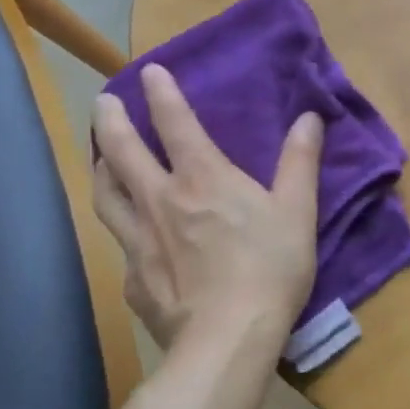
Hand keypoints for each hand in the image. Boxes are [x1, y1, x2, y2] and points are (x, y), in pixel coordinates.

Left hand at [91, 64, 322, 349]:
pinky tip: (129, 235)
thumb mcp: (298, 210)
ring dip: (102, 168)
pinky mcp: (133, 279)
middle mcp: (160, 200)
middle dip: (110, 121)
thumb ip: (300, 161)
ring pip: (106, 195)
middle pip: (122, 152)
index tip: (148, 70)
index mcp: (203, 179)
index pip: (175, 123)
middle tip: (103, 102)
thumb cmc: (270, 267)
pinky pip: (120, 242)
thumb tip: (308, 118)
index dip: (162, 93)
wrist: (227, 338)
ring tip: (101, 158)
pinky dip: (121, 225)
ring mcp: (139, 241)